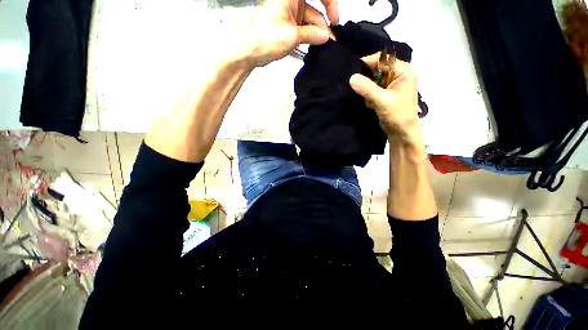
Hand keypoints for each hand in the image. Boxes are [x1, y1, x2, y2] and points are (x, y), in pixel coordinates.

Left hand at [240, 0, 338, 66]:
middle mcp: (290, 1)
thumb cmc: (261, 37)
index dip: (330, 4)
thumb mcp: (292, 36)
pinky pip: (301, 29)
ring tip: (319, 47)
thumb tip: (324, 36)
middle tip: (329, 40)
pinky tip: (310, 47)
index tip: (334, 20)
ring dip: (315, 35)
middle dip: (323, 26)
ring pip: (308, 22)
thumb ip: (311, 35)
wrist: (248, 50)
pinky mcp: (286, 24)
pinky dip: (307, 38)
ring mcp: (288, 13)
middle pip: (314, 10)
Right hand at [349, 53, 421, 143]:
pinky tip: (372, 105)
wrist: (402, 132)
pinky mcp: (386, 93)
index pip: (383, 60)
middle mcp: (398, 75)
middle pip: (377, 70)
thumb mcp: (382, 101)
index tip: (353, 71)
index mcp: (403, 72)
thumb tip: (352, 78)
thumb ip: (367, 89)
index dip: (368, 63)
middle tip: (362, 91)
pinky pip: (373, 90)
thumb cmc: (397, 116)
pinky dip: (369, 97)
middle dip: (368, 81)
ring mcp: (392, 85)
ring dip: (368, 91)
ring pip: (373, 81)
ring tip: (370, 102)